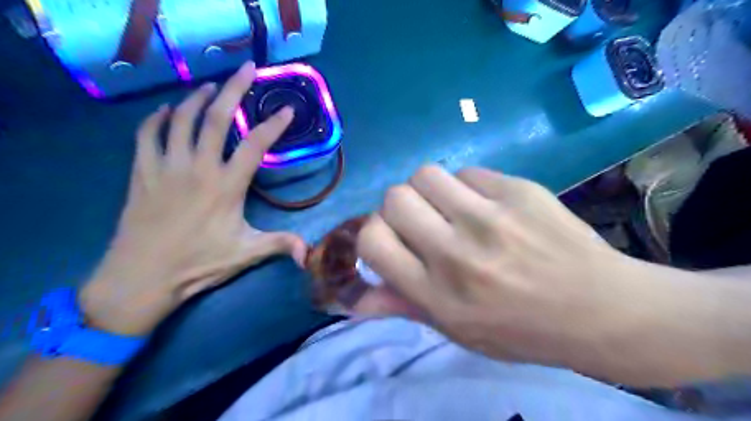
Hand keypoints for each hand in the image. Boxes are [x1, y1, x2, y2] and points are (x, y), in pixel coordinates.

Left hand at [79, 63, 303, 336]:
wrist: (142, 276)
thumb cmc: (198, 264)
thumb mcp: (246, 254)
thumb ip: (280, 245)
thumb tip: (310, 254)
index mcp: (226, 186)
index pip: (256, 146)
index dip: (274, 125)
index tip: (287, 109)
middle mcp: (197, 168)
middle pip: (217, 118)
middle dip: (234, 89)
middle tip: (247, 69)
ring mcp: (166, 166)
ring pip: (182, 119)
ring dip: (198, 97)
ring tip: (212, 86)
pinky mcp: (142, 172)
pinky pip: (148, 134)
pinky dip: (158, 118)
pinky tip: (168, 111)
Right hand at [358, 166, 667, 377]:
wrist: (600, 309)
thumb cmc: (522, 329)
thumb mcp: (457, 331)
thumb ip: (404, 307)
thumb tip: (357, 297)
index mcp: (437, 295)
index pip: (373, 242)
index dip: (373, 234)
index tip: (391, 238)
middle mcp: (456, 254)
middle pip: (394, 198)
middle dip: (398, 207)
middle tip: (421, 220)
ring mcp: (488, 218)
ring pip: (425, 174)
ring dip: (428, 190)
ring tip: (450, 206)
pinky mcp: (517, 191)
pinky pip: (467, 171)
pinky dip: (465, 186)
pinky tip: (486, 204)